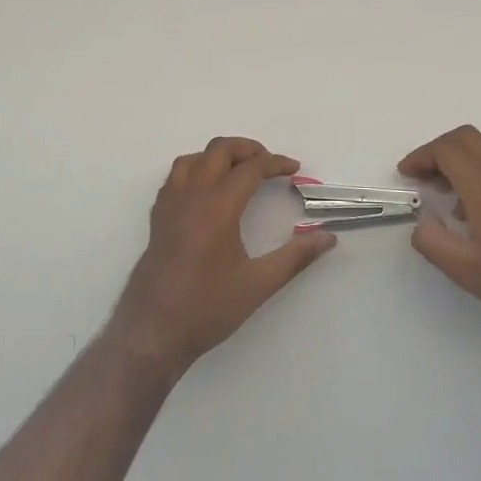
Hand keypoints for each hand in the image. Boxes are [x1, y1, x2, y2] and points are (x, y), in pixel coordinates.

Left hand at [109, 137, 336, 379]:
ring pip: (193, 159)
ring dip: (219, 156)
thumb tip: (327, 238)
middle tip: (270, 164)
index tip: (294, 170)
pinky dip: (196, 170)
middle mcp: (191, 196)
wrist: (153, 332)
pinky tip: (208, 191)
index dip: (275, 163)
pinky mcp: (157, 218)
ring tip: (240, 171)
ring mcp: (169, 205)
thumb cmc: (207, 308)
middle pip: (218, 150)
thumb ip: (295, 258)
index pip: (250, 168)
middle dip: (248, 149)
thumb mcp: (258, 284)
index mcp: (217, 207)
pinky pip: (176, 177)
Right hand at [399, 125, 480, 335]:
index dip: (421, 156)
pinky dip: (478, 169)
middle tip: (423, 177)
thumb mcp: (466, 271)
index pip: (448, 149)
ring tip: (444, 191)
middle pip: (466, 138)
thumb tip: (421, 222)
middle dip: (438, 150)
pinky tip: (474, 208)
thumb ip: (433, 242)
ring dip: (459, 158)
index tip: (406, 176)